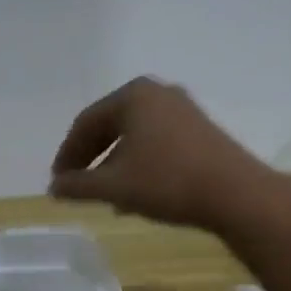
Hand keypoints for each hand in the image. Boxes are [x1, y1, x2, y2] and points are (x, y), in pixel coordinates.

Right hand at [49, 77, 269, 229]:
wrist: (236, 194)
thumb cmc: (167, 182)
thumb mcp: (114, 186)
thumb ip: (78, 186)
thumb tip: (54, 188)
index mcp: (133, 95)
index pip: (86, 123)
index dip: (67, 155)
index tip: (57, 183)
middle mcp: (157, 93)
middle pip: (111, 126)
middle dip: (91, 159)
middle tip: (77, 186)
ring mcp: (183, 110)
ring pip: (135, 137)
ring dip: (115, 165)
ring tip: (105, 196)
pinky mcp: (201, 130)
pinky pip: (157, 143)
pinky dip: (139, 165)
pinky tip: (136, 194)